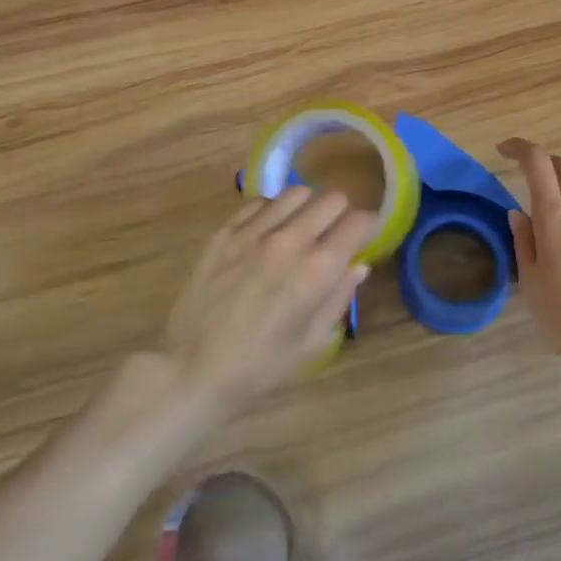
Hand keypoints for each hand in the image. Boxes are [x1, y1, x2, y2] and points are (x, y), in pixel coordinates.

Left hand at [162, 187, 373, 409]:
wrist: (192, 367)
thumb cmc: (259, 365)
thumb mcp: (311, 343)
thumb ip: (338, 298)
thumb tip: (358, 266)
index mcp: (318, 269)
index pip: (358, 223)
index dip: (367, 227)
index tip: (364, 238)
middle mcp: (290, 239)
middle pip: (331, 199)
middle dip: (340, 214)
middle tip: (333, 235)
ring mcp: (254, 231)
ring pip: (296, 193)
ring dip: (306, 208)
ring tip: (300, 229)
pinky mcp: (225, 231)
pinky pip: (260, 203)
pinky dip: (272, 212)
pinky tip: (267, 233)